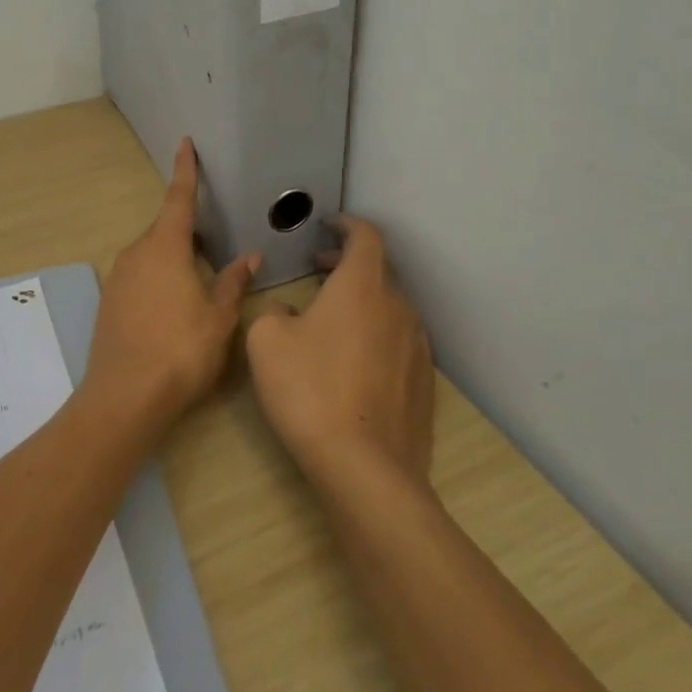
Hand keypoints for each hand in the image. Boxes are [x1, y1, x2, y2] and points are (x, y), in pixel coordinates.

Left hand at [86, 139, 259, 426]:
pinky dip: (159, 277)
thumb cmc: (180, 351)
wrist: (124, 397)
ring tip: (200, 277)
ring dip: (175, 256)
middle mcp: (137, 254)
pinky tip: (174, 303)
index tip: (185, 143)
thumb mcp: (218, 318)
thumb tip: (249, 256)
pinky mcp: (111, 301)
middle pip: (165, 228)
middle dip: (188, 228)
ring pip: (152, 253)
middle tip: (214, 239)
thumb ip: (233, 282)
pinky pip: (140, 275)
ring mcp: (119, 277)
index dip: (185, 170)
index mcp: (165, 248)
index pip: (179, 198)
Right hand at [247, 215, 434, 495]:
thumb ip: (274, 310)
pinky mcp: (424, 381)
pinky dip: (377, 334)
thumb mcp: (267, 340)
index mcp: (362, 285)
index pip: (366, 235)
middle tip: (320, 269)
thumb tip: (290, 311)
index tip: (330, 225)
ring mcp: (417, 345)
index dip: (348, 224)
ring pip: (390, 307)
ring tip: (333, 318)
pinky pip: (399, 341)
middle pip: (379, 270)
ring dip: (364, 301)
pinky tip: (354, 362)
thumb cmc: (310, 390)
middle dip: (349, 263)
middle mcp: (398, 306)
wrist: (365, 467)